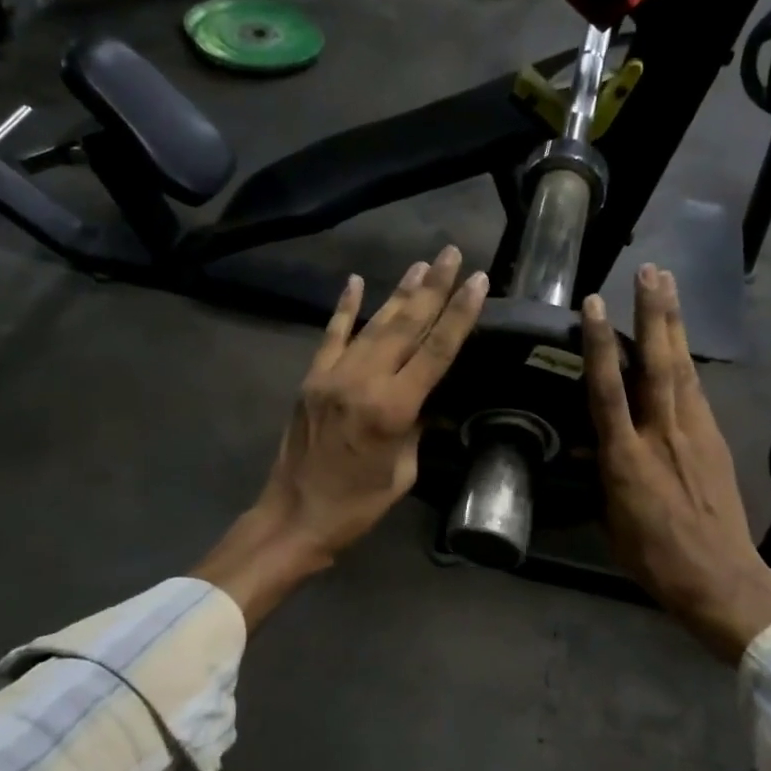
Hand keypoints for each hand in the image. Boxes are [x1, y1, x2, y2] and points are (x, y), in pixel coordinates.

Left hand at [195, 246, 488, 628]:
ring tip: (422, 264)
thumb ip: (416, 427)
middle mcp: (363, 381)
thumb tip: (425, 397)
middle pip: (406, 326)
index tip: (476, 280)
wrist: (293, 516)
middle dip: (433, 288)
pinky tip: (355, 281)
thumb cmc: (357, 505)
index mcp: (392, 408)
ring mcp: (332, 375)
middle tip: (451, 254)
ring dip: (399, 293)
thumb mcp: (403, 471)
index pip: (435, 351)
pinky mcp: (311, 378)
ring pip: (373, 324)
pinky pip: (331, 335)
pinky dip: (345, 307)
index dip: (459, 314)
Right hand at [582, 265, 770, 662]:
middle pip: (656, 364)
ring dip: (674, 325)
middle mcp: (662, 435)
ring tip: (668, 286)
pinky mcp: (716, 440)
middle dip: (653, 314)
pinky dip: (686, 361)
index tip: (592, 305)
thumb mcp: (612, 521)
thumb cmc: (654, 558)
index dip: (598, 345)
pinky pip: (697, 392)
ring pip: (681, 369)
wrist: (720, 578)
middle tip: (651, 271)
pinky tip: (682, 343)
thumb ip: (604, 476)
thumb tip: (595, 447)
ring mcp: (694, 434)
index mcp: (627, 459)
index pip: (608, 390)